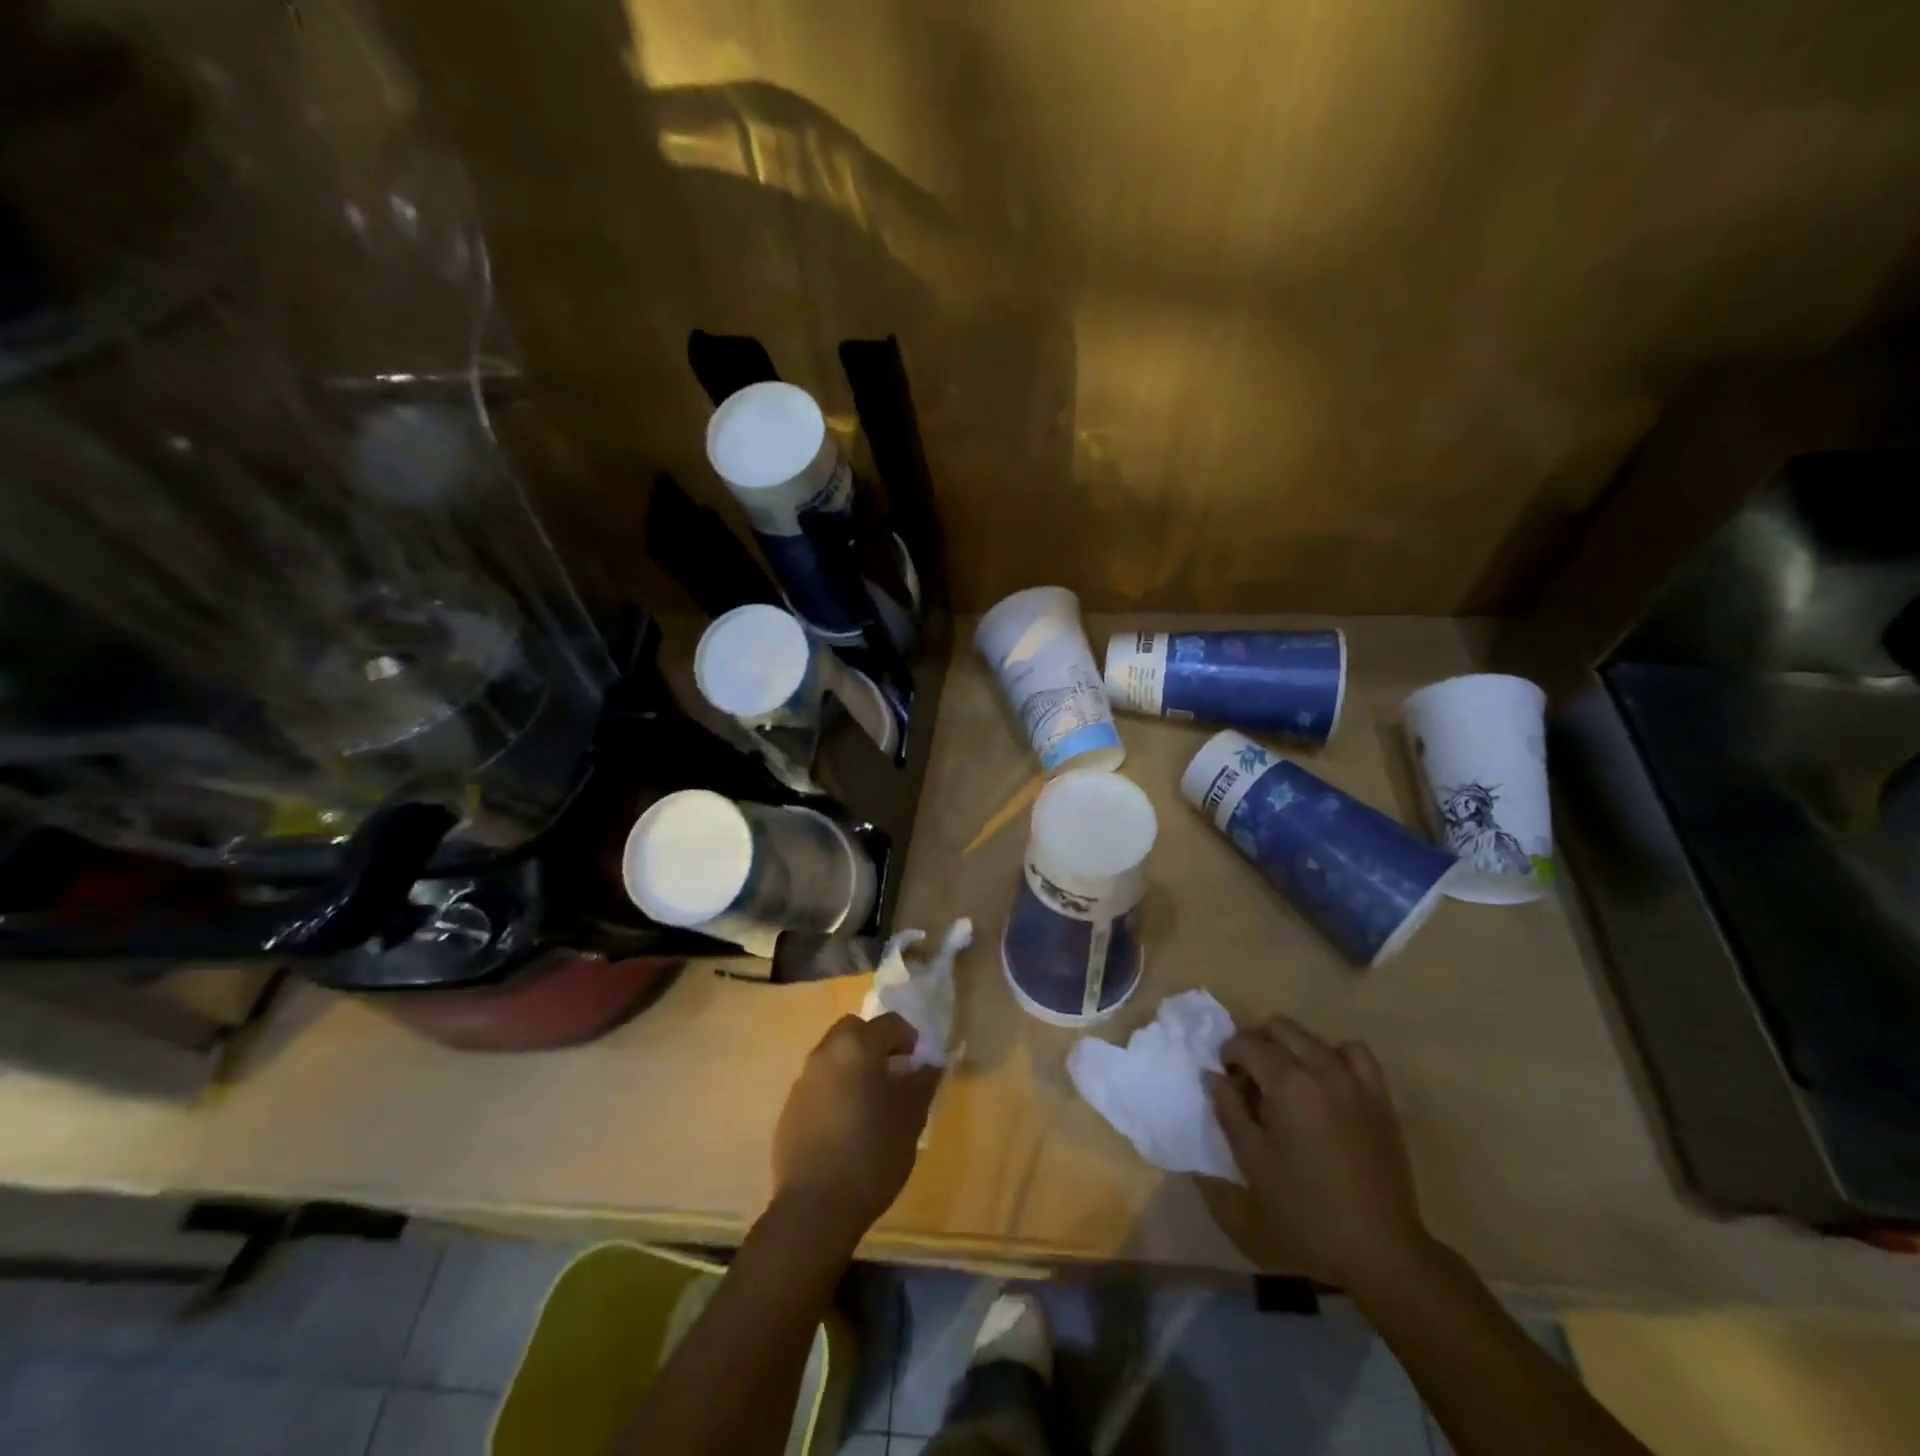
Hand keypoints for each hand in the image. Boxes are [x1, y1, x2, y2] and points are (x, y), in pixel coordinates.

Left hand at [771, 1013, 940, 1241]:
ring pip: (833, 1055)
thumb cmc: (872, 1155)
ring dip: (852, 1065)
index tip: (918, 1066)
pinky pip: (818, 1083)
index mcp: (858, 1047)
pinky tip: (845, 1125)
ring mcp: (803, 1080)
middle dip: (875, 1043)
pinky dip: (834, 1089)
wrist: (814, 1207)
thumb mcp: (910, 1119)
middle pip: (854, 1030)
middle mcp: (826, 1053)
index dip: (909, 1039)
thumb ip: (922, 1083)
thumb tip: (930, 1063)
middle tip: (892, 1075)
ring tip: (869, 1102)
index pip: (890, 1023)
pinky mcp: (789, 1107)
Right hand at [1207, 1016, 1431, 1289]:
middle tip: (1248, 1077)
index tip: (1225, 1077)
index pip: (1247, 1043)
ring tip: (1285, 1079)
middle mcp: (1322, 1069)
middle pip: (1280, 1028)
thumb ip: (1229, 1110)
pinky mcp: (1379, 1098)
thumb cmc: (1305, 1209)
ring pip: (1314, 1037)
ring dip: (1292, 1047)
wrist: (1378, 1248)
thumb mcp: (1252, 1161)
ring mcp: (1355, 1081)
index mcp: (1288, 1083)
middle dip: (1257, 1043)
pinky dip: (1335, 1056)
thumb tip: (1216, 1076)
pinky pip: (1355, 1054)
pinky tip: (1326, 1081)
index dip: (1228, 1053)